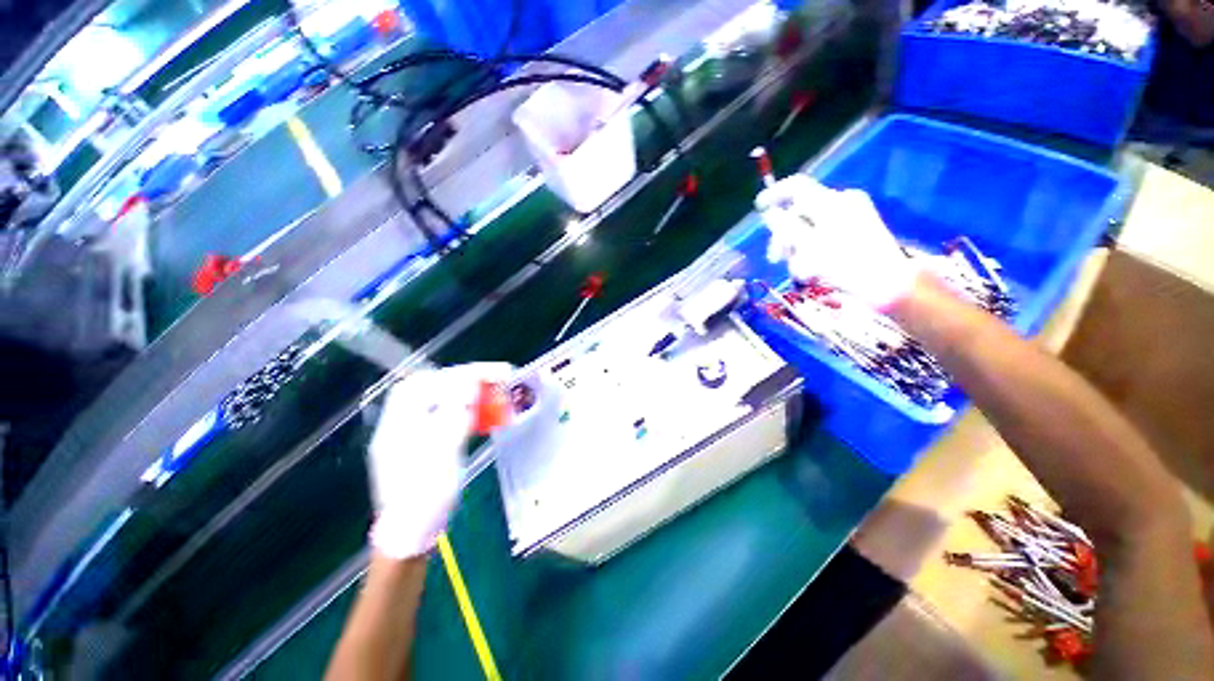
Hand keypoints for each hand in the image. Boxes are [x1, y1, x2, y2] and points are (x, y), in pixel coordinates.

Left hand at [368, 362, 513, 559]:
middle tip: (496, 380)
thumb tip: (468, 383)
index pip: (428, 382)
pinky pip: (446, 418)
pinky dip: (465, 412)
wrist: (411, 536)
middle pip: (433, 389)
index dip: (460, 373)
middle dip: (466, 381)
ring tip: (494, 394)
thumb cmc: (425, 495)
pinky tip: (481, 416)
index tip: (490, 373)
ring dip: (469, 396)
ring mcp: (411, 435)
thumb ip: (454, 413)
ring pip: (441, 403)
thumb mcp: (442, 452)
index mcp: (399, 422)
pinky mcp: (423, 446)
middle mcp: (401, 423)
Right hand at [755, 174, 916, 309]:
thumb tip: (770, 214)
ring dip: (797, 251)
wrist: (888, 284)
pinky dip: (813, 252)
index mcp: (831, 202)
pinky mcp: (856, 232)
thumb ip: (786, 228)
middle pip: (799, 213)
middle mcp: (841, 204)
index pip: (796, 187)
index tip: (759, 208)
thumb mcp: (809, 246)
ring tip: (801, 273)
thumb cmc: (846, 265)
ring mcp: (850, 217)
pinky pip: (823, 236)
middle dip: (784, 237)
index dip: (774, 194)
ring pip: (809, 228)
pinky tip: (813, 271)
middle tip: (775, 259)